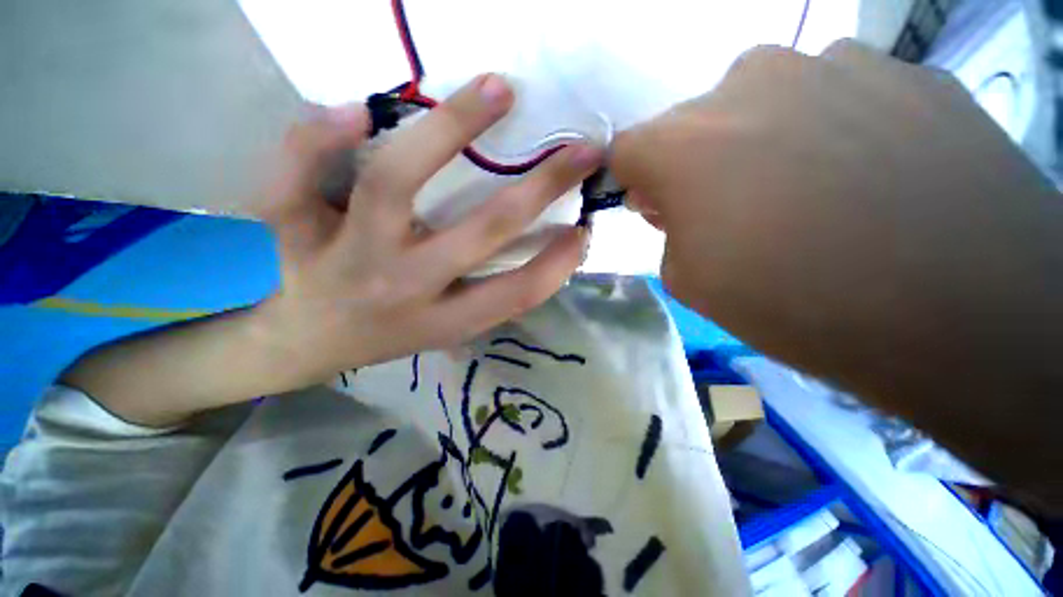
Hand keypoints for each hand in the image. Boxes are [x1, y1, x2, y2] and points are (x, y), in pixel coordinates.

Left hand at [254, 74, 601, 386]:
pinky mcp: (292, 232)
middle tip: (579, 150)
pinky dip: (319, 135)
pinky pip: (295, 176)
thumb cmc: (389, 334)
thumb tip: (545, 245)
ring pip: (394, 184)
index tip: (583, 228)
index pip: (516, 292)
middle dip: (541, 187)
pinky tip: (356, 111)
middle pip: (480, 231)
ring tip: (495, 91)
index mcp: (443, 319)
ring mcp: (344, 256)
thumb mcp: (449, 329)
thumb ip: (492, 294)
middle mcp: (403, 287)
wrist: (307, 342)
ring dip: (450, 129)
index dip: (558, 263)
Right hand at [611, 41, 1062, 509]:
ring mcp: (834, 63)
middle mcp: (748, 80)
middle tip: (733, 211)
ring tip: (811, 196)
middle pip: (692, 121)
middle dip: (695, 164)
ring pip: (763, 100)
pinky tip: (870, 178)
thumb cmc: (798, 304)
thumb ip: (667, 230)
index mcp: (684, 143)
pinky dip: (831, 130)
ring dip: (762, 142)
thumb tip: (674, 201)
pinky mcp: (907, 71)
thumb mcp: (690, 281)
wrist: (966, 314)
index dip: (634, 180)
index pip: (627, 148)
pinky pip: (835, 95)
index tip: (657, 207)